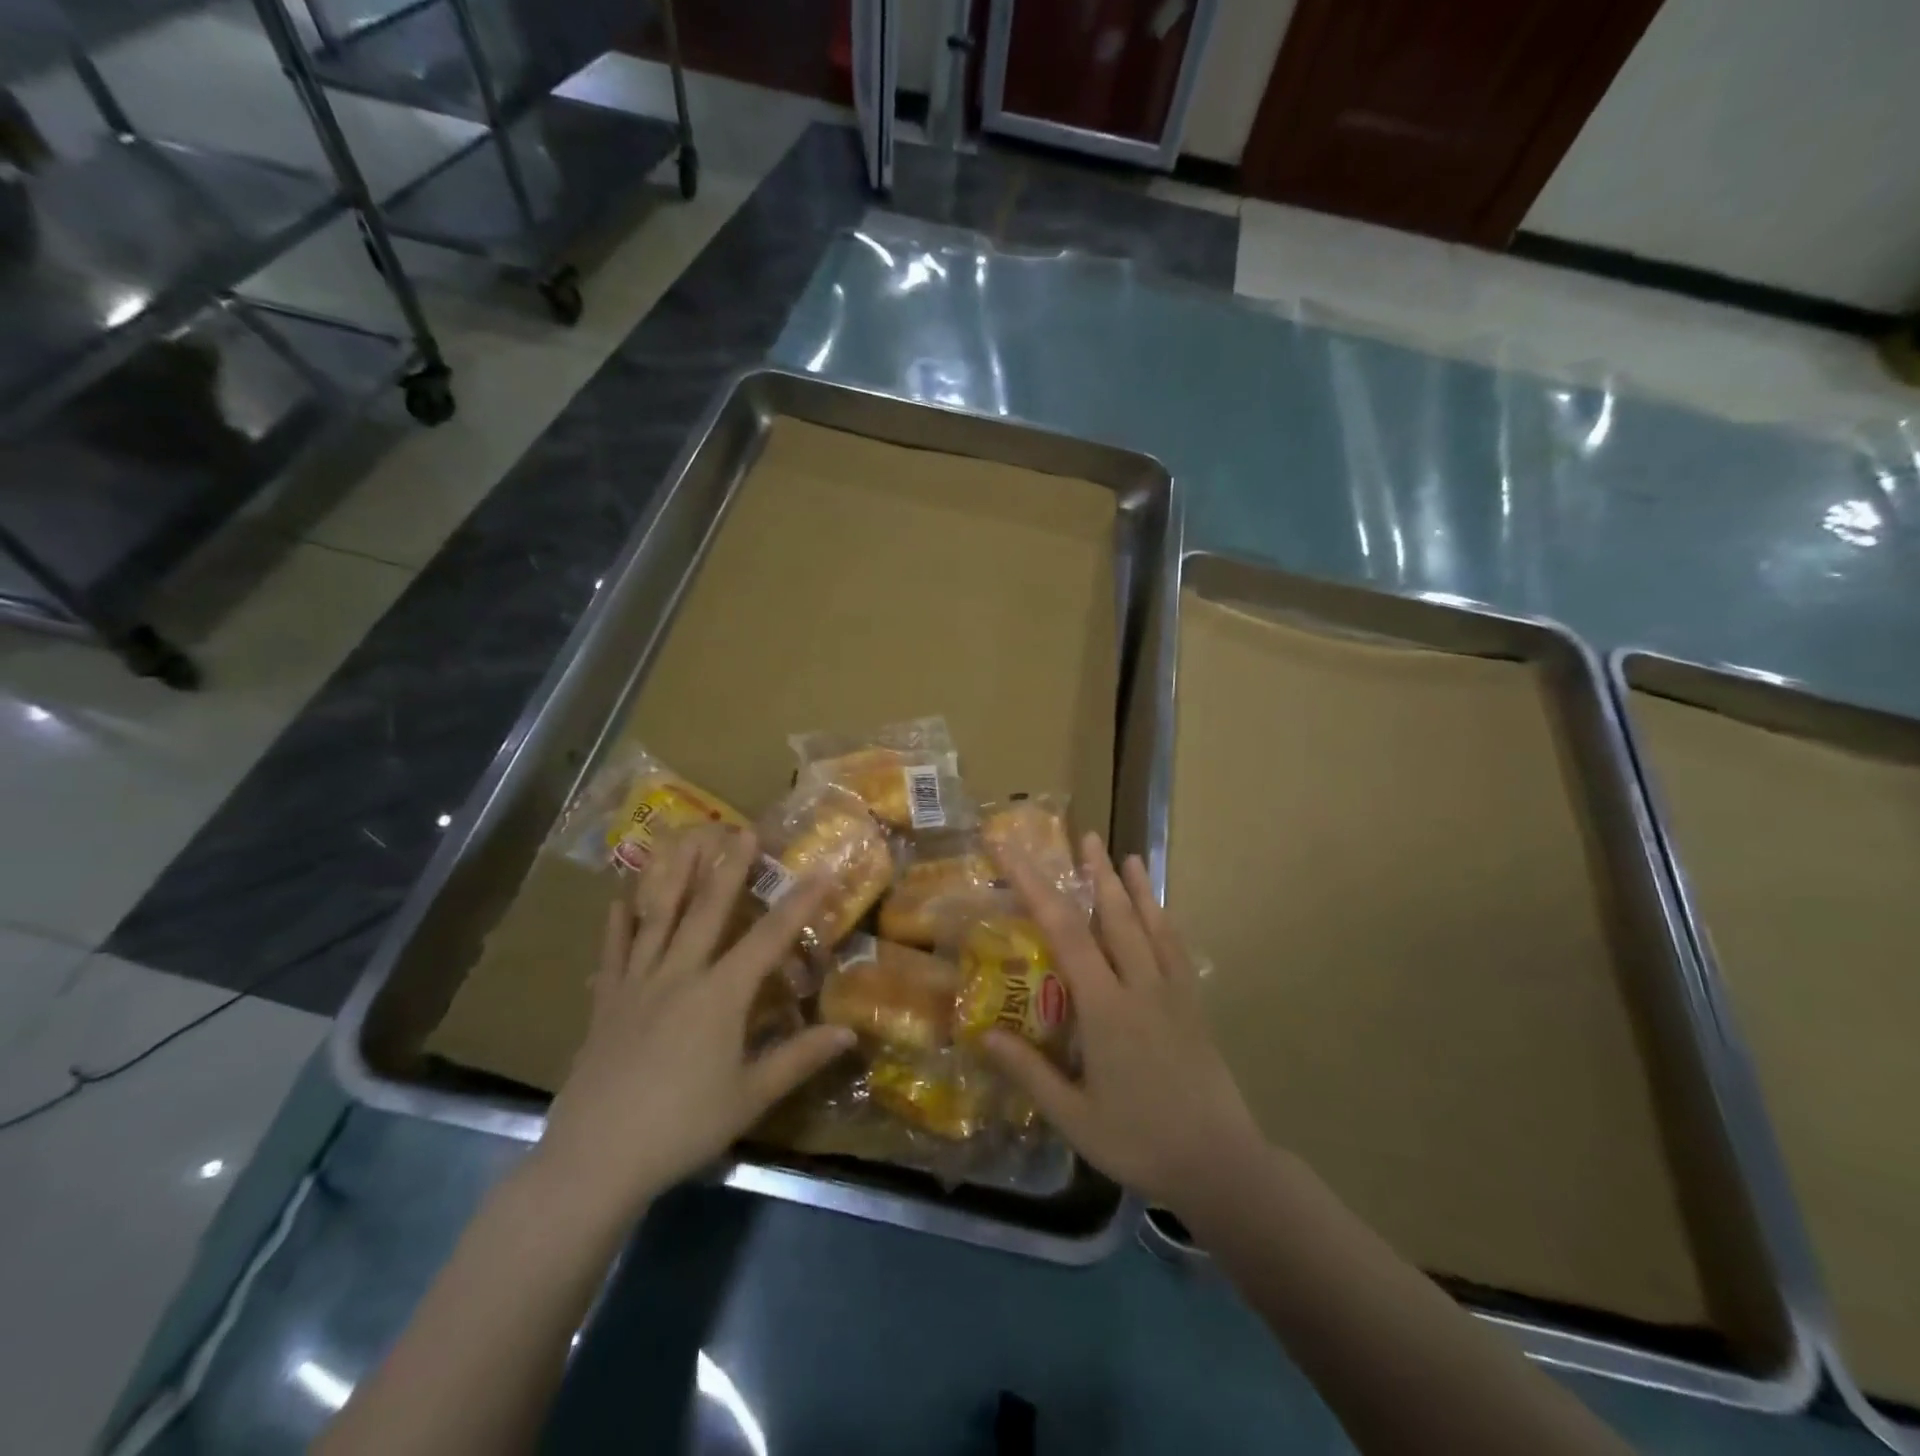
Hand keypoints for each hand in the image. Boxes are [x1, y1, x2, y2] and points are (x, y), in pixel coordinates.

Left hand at [536, 826, 854, 1218]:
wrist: (594, 1161)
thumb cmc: (681, 1128)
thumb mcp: (750, 1097)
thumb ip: (799, 1058)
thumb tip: (849, 1032)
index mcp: (720, 996)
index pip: (768, 938)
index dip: (799, 904)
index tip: (822, 870)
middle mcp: (679, 976)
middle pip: (707, 911)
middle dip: (729, 868)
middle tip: (742, 829)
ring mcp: (636, 986)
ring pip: (657, 918)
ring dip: (674, 876)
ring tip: (684, 840)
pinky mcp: (605, 1004)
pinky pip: (613, 953)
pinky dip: (617, 924)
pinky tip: (618, 898)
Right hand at [981, 833, 1268, 1213]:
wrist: (1221, 1164)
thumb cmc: (1140, 1142)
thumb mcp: (1074, 1117)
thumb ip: (1029, 1072)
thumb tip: (982, 1035)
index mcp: (1105, 1008)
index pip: (1064, 932)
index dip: (1035, 887)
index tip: (1014, 854)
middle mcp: (1139, 986)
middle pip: (1113, 915)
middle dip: (1095, 872)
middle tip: (1082, 837)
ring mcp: (1172, 991)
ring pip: (1149, 924)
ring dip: (1133, 886)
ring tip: (1123, 854)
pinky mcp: (1192, 1003)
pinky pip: (1176, 948)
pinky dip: (1163, 918)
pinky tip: (1158, 908)